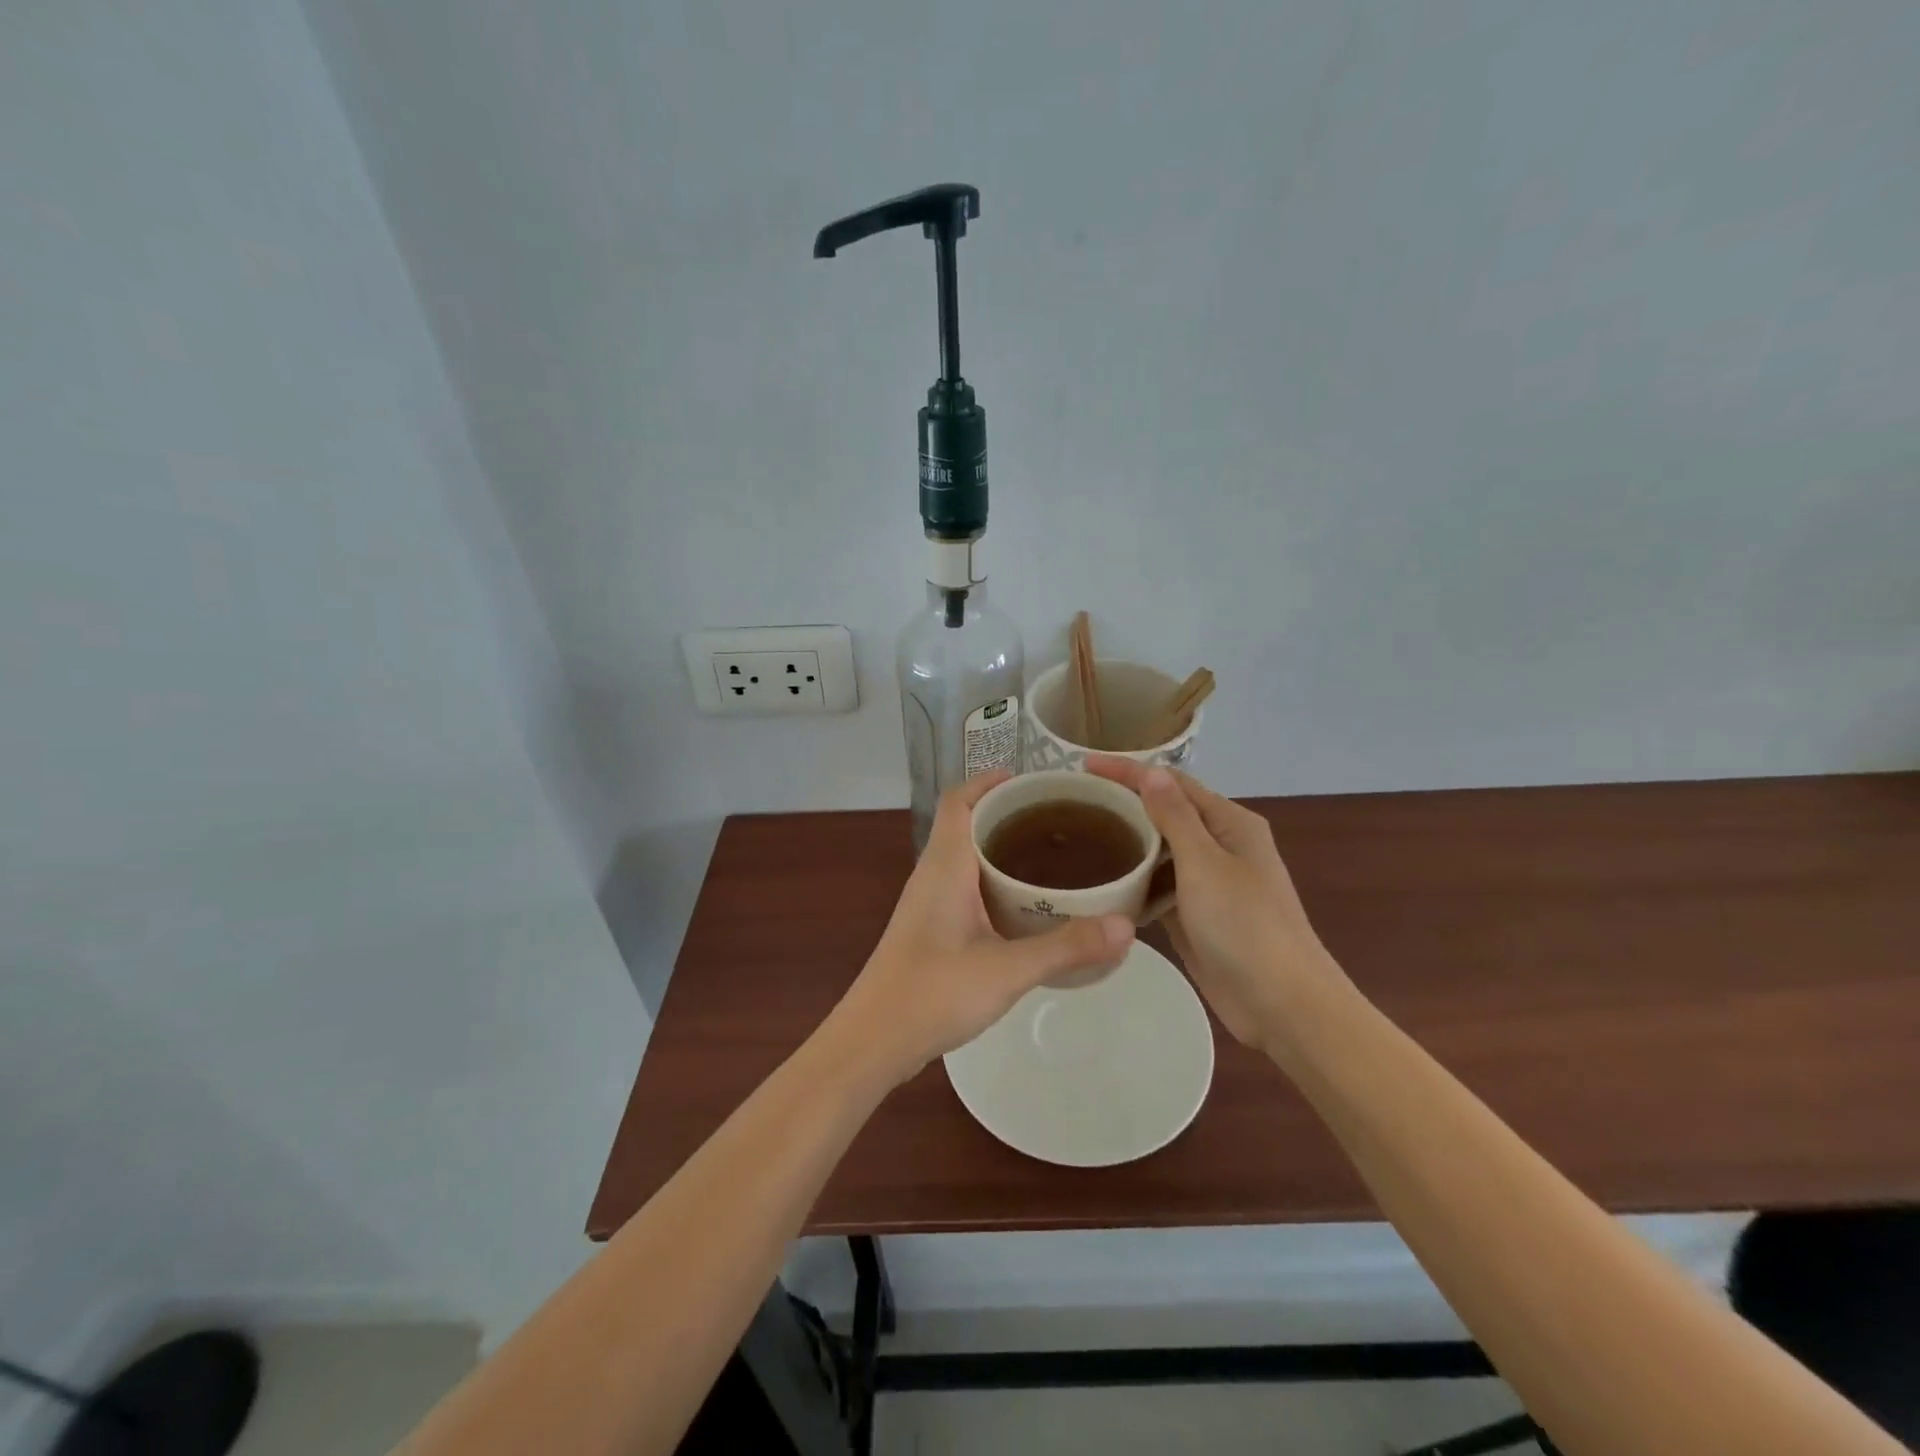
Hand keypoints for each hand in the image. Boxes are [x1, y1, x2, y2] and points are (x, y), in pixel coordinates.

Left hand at [832, 770, 1135, 1083]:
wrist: (874, 1040)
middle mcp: (932, 874)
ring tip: (1049, 856)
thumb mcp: (1007, 969)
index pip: (959, 800)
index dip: (989, 781)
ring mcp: (927, 903)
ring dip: (998, 848)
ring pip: (964, 857)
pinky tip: (1023, 907)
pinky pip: (963, 886)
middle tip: (1057, 819)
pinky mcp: (930, 929)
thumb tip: (1127, 927)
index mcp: (945, 865)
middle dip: (1005, 813)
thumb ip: (1066, 947)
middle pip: (964, 823)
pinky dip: (992, 881)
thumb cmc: (933, 992)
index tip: (1032, 781)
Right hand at [1087, 758, 1349, 1052]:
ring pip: (1160, 852)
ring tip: (1080, 838)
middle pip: (1166, 814)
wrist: (1281, 1004)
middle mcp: (1220, 846)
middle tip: (1075, 803)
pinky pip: (1160, 887)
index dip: (1128, 771)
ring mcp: (1209, 883)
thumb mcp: (1205, 863)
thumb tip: (1151, 773)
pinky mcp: (1197, 916)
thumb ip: (1175, 817)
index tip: (1083, 764)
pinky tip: (1103, 884)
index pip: (1172, 783)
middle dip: (1124, 805)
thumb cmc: (1245, 925)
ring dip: (1128, 844)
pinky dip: (1135, 882)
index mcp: (1229, 823)